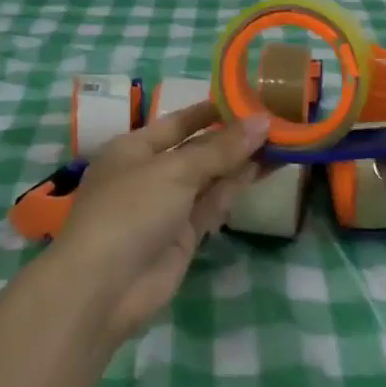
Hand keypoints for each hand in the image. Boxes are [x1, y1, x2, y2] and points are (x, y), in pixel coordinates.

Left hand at [49, 101, 269, 344]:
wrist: (104, 288)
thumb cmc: (130, 211)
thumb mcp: (175, 171)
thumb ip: (221, 149)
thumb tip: (262, 122)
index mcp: (134, 148)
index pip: (178, 122)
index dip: (211, 111)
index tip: (248, 99)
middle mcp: (150, 173)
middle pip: (197, 149)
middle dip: (233, 137)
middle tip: (276, 121)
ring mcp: (167, 206)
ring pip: (210, 177)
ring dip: (241, 161)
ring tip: (281, 141)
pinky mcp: (183, 235)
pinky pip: (213, 204)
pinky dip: (235, 188)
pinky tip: (264, 170)